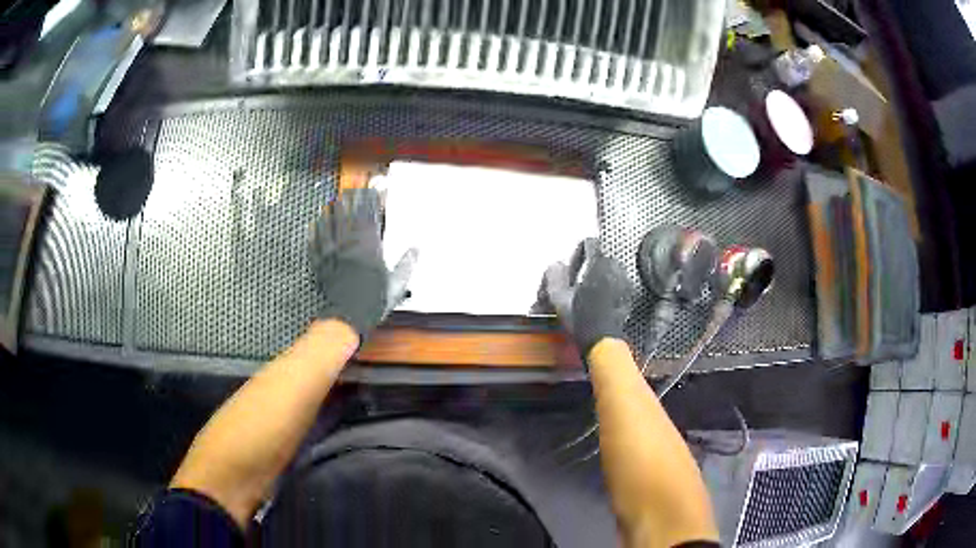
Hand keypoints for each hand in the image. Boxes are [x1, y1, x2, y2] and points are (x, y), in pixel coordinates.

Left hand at [309, 189, 416, 337]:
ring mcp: (331, 252)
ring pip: (329, 223)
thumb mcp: (396, 285)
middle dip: (351, 198)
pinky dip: (315, 230)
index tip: (374, 188)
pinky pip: (315, 241)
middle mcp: (348, 243)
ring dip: (332, 209)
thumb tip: (417, 249)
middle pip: (348, 214)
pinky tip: (315, 223)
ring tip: (335, 200)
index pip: (369, 215)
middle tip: (353, 187)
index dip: (372, 199)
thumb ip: (406, 264)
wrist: (347, 317)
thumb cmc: (373, 301)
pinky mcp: (319, 262)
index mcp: (369, 246)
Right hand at [544, 238, 634, 362]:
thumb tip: (556, 265)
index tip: (573, 266)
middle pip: (601, 257)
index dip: (578, 253)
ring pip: (611, 271)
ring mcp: (625, 282)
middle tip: (578, 281)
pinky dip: (609, 288)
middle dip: (590, 266)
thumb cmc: (581, 318)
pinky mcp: (629, 295)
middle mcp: (615, 268)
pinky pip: (618, 284)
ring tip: (589, 291)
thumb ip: (555, 277)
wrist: (601, 340)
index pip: (590, 244)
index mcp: (599, 263)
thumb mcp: (559, 297)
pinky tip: (600, 301)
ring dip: (600, 277)